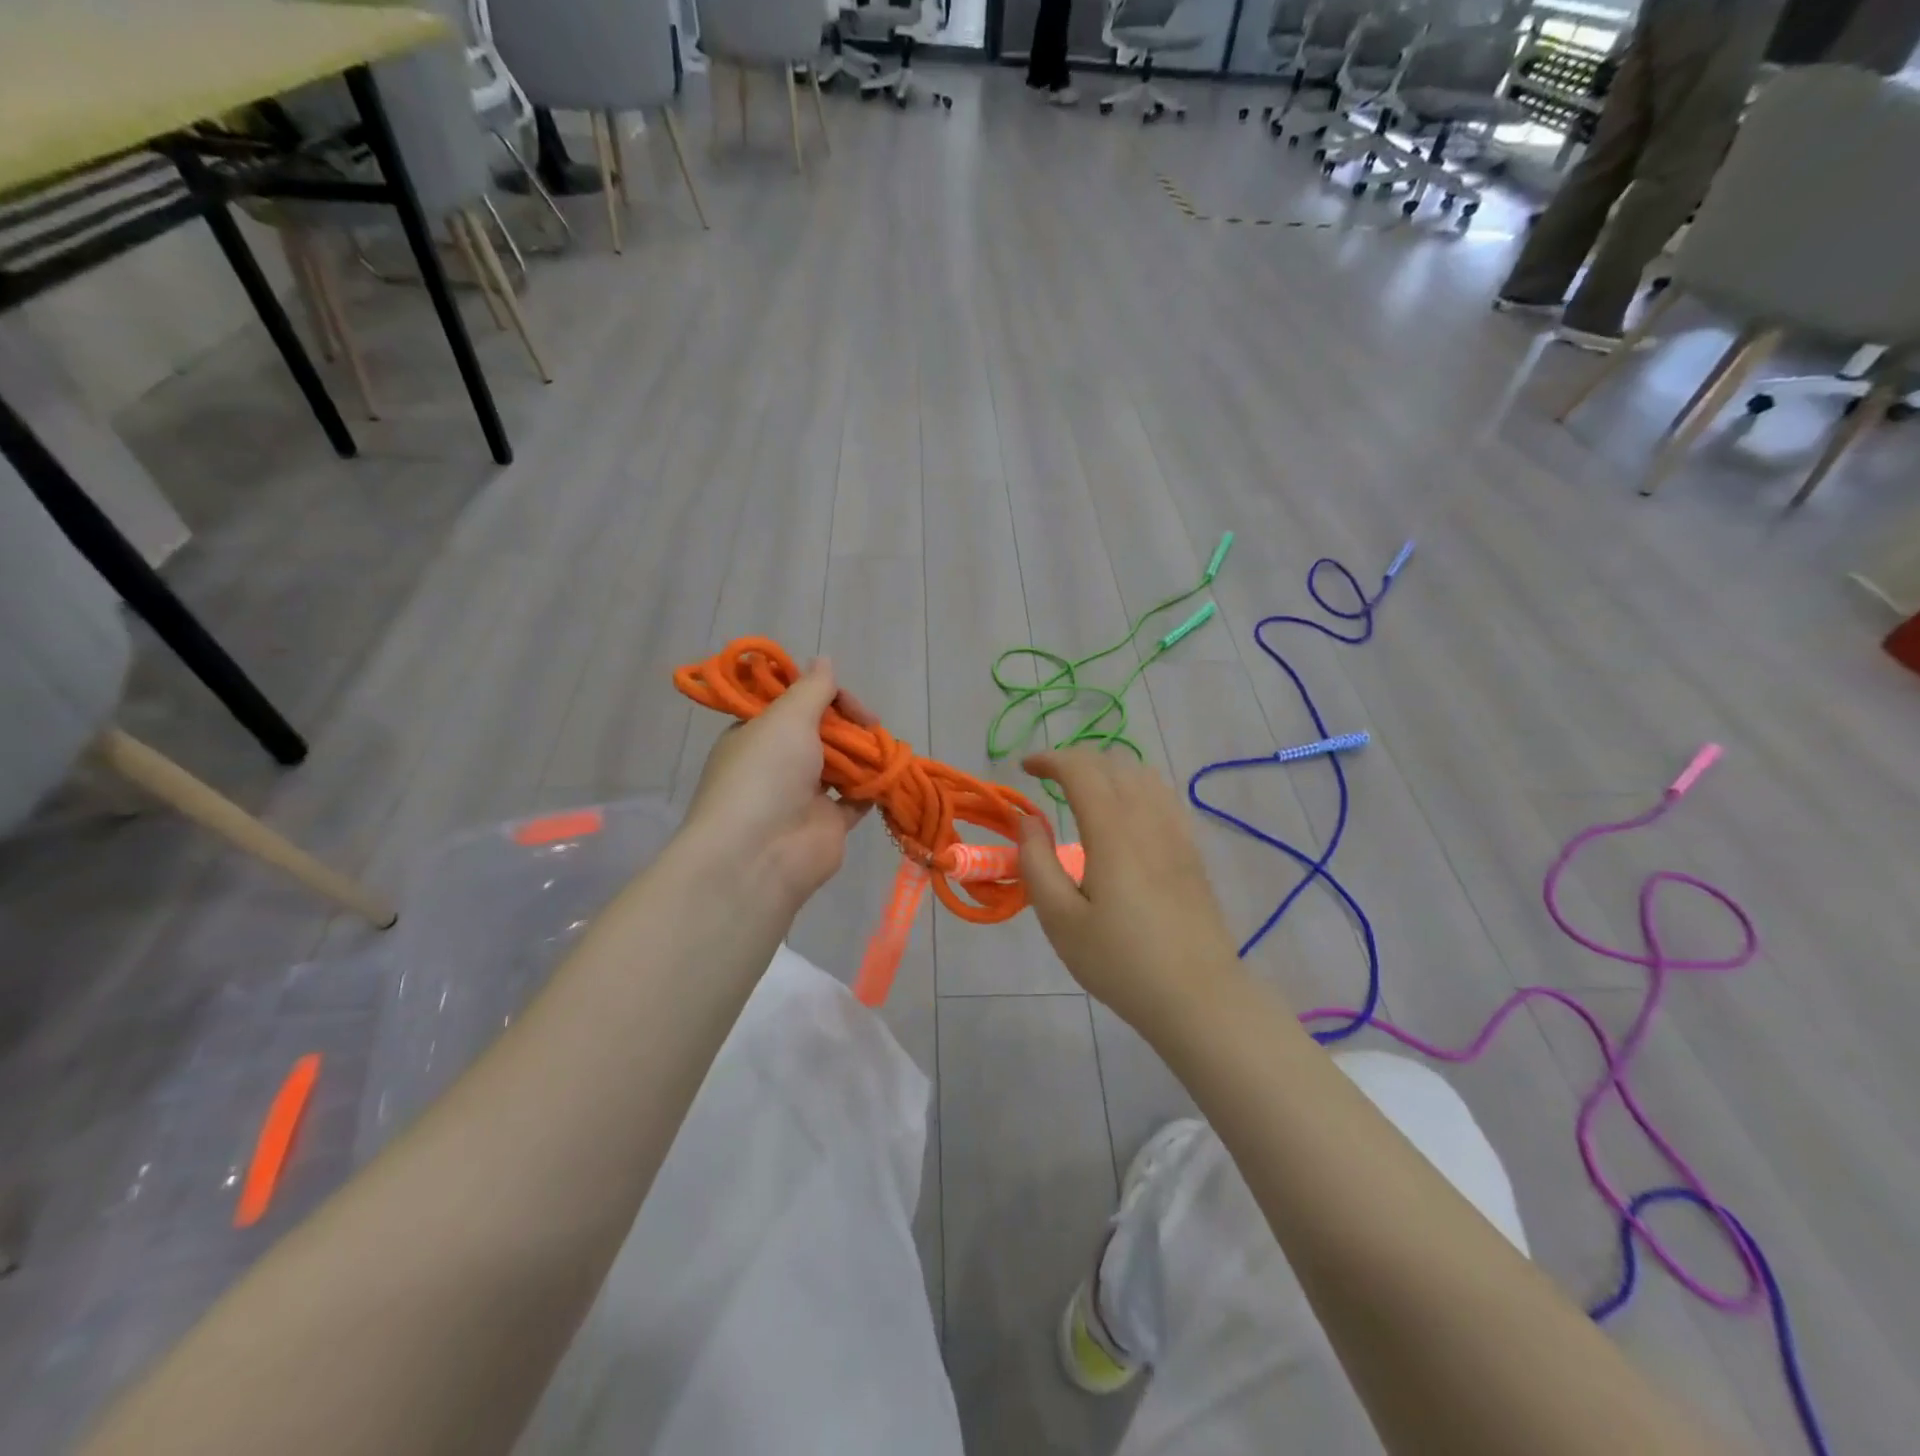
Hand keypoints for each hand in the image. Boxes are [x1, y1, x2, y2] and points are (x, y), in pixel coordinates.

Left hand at [683, 658, 872, 911]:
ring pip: (842, 764)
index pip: (794, 704)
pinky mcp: (828, 824)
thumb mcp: (786, 717)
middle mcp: (778, 763)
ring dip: (864, 755)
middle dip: (849, 725)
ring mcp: (803, 796)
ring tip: (886, 747)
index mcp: (757, 734)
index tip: (847, 700)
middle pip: (822, 733)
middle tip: (871, 724)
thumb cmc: (766, 774)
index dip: (824, 696)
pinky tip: (892, 774)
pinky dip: (874, 786)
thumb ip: (812, 689)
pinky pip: (857, 799)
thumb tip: (823, 659)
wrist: (760, 854)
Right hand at [1016, 749, 1246, 1033]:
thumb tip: (1027, 821)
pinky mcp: (1191, 850)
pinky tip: (1125, 813)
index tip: (1024, 767)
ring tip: (1083, 791)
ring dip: (1107, 769)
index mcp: (1113, 831)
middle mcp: (1148, 819)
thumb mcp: (1060, 921)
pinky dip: (1135, 785)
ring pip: (1143, 774)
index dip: (1049, 759)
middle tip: (1048, 780)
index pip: (1081, 769)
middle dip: (1075, 760)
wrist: (1197, 996)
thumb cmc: (1120, 962)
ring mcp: (1176, 832)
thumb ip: (1037, 863)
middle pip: (1113, 762)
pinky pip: (1163, 795)